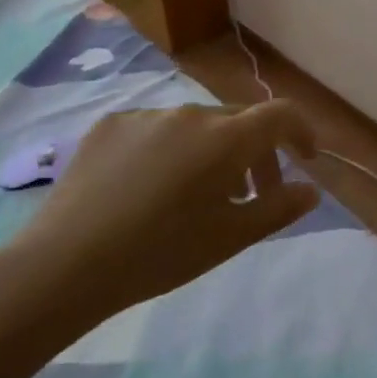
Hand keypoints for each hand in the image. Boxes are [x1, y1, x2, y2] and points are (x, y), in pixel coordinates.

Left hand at [0, 101, 319, 345]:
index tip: (305, 159)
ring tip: (200, 194)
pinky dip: (173, 150)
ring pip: (198, 125)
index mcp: (225, 138)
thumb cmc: (162, 253)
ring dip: (214, 151)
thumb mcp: (232, 237)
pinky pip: (158, 129)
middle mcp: (189, 113)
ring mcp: (146, 115)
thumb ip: (279, 207)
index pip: (280, 115)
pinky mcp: (110, 126)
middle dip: (258, 151)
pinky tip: (152, 187)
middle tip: (253, 194)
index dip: (301, 131)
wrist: (66, 264)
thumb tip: (310, 189)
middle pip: (239, 120)